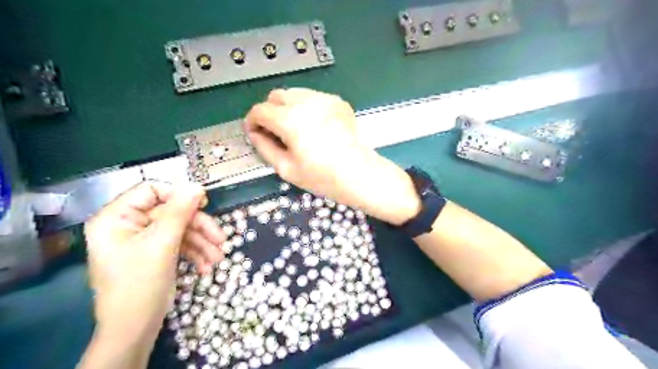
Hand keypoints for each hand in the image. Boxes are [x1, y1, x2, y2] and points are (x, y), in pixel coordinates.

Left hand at [81, 183, 225, 349]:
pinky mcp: (156, 253)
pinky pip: (179, 244)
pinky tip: (206, 266)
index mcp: (116, 218)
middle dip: (198, 227)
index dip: (178, 195)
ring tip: (218, 258)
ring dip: (202, 243)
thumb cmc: (140, 284)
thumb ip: (179, 212)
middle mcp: (128, 225)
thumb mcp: (162, 244)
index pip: (150, 190)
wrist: (134, 329)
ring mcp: (143, 240)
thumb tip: (197, 186)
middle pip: (172, 213)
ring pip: (179, 229)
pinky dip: (194, 253)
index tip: (204, 204)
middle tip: (221, 239)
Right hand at [242, 88, 421, 224]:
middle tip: (275, 131)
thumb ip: (264, 147)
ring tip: (295, 129)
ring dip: (287, 107)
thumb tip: (255, 134)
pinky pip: (313, 97)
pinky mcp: (338, 101)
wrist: (359, 174)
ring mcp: (325, 99)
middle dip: (269, 111)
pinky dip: (306, 107)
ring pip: (294, 93)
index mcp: (290, 120)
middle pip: (276, 96)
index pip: (260, 110)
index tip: (255, 132)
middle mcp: (306, 102)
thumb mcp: (286, 168)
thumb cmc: (322, 177)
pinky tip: (314, 126)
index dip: (252, 121)